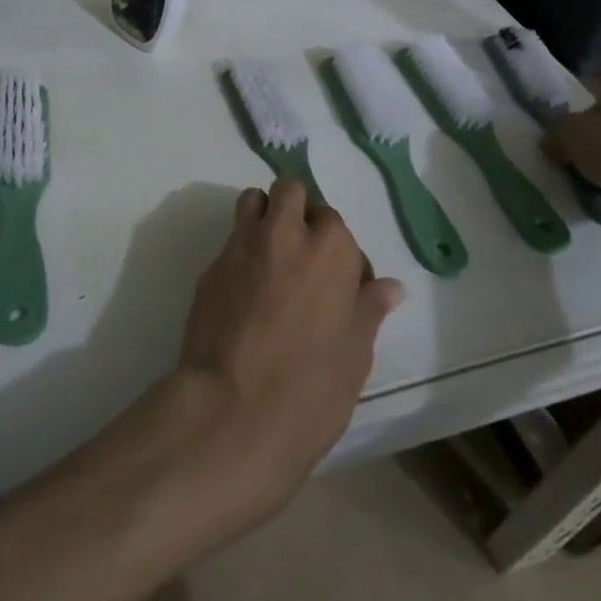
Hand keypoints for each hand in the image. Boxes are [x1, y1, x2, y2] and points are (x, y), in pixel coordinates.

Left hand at [170, 179, 402, 525]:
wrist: (234, 410)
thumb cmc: (311, 388)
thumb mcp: (355, 354)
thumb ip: (368, 309)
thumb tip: (390, 286)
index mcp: (329, 249)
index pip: (334, 222)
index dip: (336, 248)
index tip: (337, 281)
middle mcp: (285, 234)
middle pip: (291, 190)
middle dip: (297, 209)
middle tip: (301, 253)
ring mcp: (242, 245)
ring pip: (253, 200)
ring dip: (264, 215)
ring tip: (269, 257)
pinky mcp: (210, 266)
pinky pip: (230, 239)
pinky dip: (241, 250)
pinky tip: (244, 289)